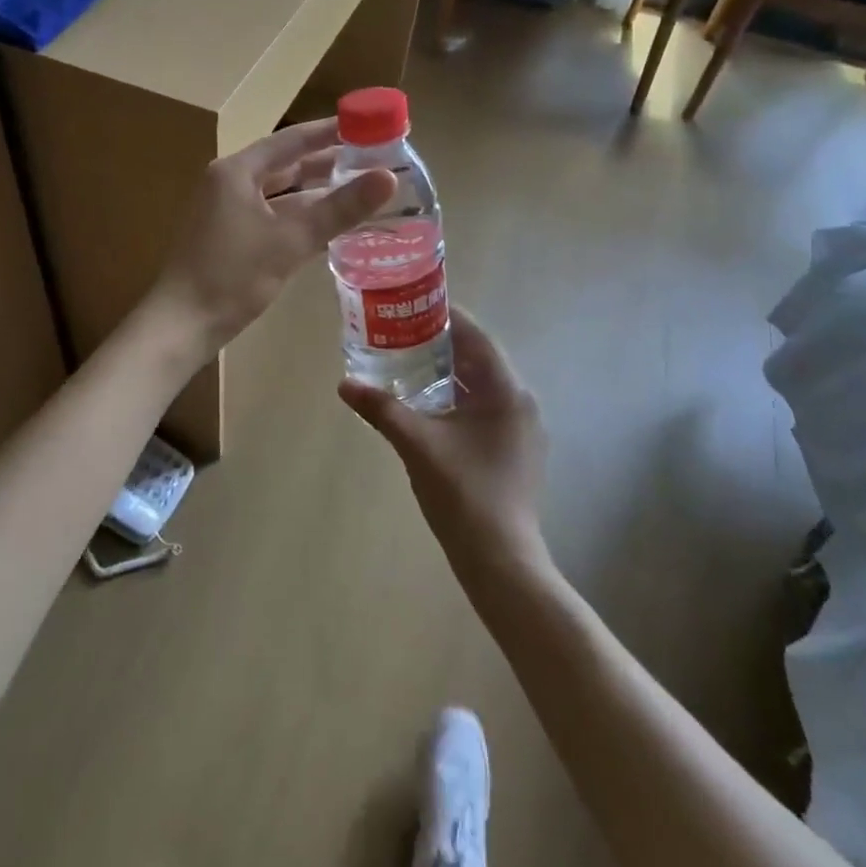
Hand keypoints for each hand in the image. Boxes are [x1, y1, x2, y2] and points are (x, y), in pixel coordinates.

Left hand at [147, 119, 395, 360]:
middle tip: (374, 160)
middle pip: (287, 165)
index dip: (330, 132)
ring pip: (282, 194)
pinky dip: (302, 218)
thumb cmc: (231, 276)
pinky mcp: (232, 238)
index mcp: (238, 171)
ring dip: (318, 193)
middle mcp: (231, 183)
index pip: (292, 140)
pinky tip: (333, 225)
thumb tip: (389, 177)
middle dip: (329, 163)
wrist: (182, 326)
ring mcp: (229, 212)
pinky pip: (274, 217)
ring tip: (362, 190)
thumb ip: (339, 208)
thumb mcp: (290, 240)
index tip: (367, 126)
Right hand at [339, 309, 549, 586]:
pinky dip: (458, 398)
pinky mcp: (515, 449)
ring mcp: (521, 428)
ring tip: (409, 363)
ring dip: (449, 372)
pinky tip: (429, 405)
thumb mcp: (417, 446)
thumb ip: (382, 410)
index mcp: (506, 391)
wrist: (501, 561)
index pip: (477, 337)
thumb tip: (345, 384)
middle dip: (442, 344)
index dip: (447, 317)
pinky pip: (485, 408)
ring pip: (482, 385)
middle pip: (480, 358)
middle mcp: (520, 402)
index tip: (414, 306)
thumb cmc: (463, 495)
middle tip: (402, 334)